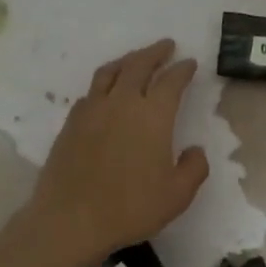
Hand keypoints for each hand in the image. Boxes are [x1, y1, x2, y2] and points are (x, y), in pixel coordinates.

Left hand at [22, 39, 207, 265]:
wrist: (71, 220)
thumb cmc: (131, 207)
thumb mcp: (177, 195)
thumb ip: (194, 168)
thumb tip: (194, 150)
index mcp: (152, 116)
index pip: (171, 82)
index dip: (182, 70)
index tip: (190, 63)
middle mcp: (121, 103)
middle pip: (138, 66)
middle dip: (155, 53)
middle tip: (167, 46)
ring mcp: (92, 111)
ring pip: (110, 72)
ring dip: (127, 61)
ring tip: (136, 59)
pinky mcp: (71, 124)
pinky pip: (91, 92)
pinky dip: (104, 83)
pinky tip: (106, 92)